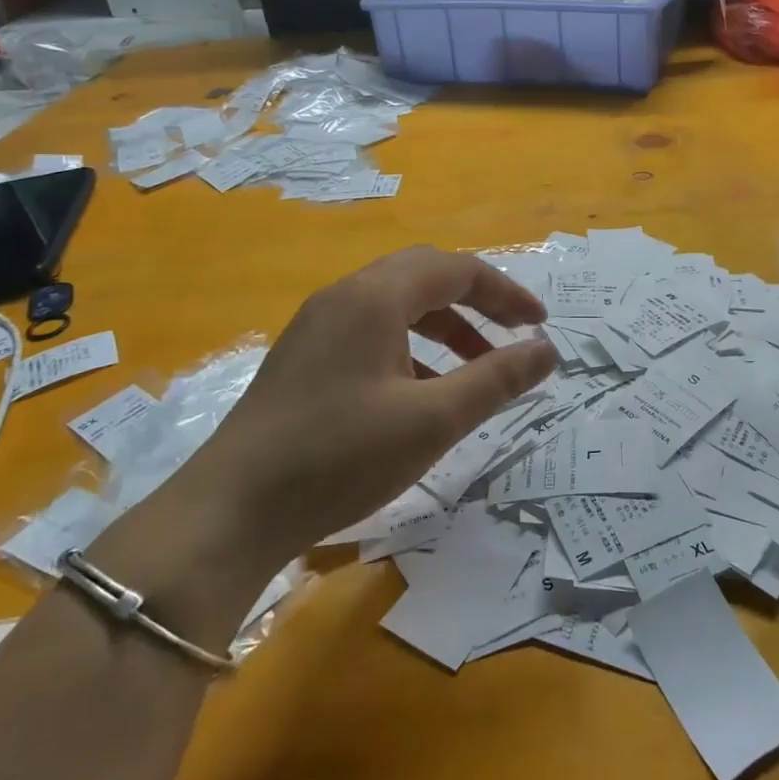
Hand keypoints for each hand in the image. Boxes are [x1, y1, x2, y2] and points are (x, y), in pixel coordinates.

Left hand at [173, 246, 555, 568]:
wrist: (231, 510)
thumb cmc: (339, 457)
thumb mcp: (431, 421)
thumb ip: (495, 380)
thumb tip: (547, 351)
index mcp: (375, 297)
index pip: (456, 269)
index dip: (506, 293)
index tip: (540, 326)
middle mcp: (344, 296)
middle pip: (424, 276)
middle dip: (476, 302)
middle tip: (512, 336)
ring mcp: (318, 325)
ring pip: (397, 305)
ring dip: (443, 326)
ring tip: (475, 369)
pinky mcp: (305, 356)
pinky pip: (372, 332)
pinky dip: (411, 348)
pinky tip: (421, 392)